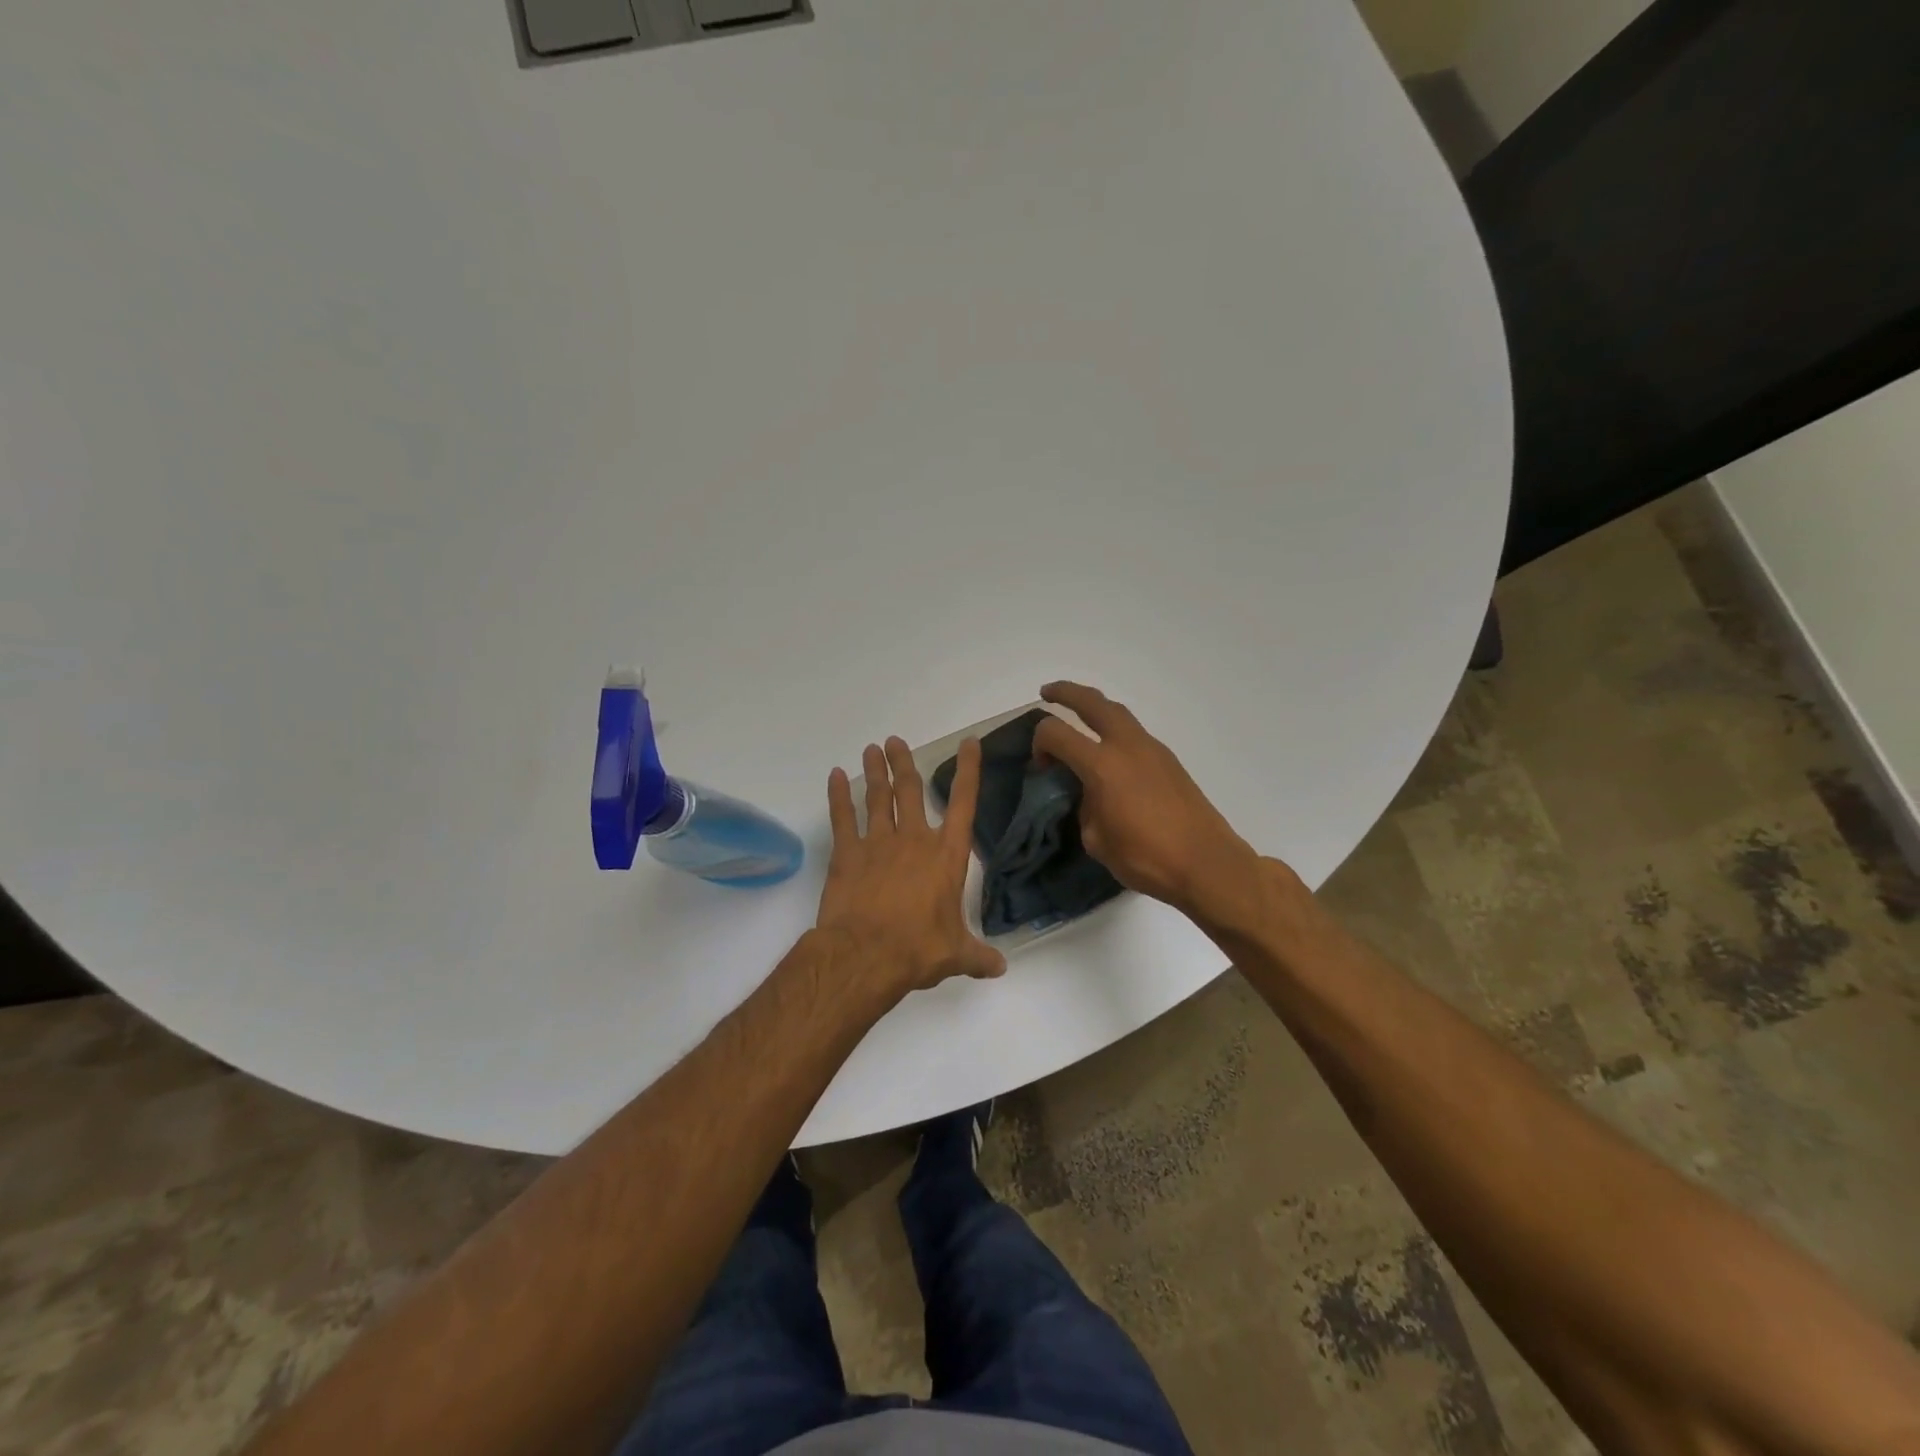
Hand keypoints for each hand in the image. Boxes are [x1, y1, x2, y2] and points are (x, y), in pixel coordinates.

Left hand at [817, 736, 1005, 998]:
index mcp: (946, 856)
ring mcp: (878, 842)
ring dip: (875, 772)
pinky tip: (836, 776)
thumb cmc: (918, 949)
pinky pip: (843, 817)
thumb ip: (978, 956)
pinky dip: (839, 795)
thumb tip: (1000, 968)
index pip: (963, 804)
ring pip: (878, 797)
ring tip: (872, 748)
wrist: (867, 954)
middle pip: (909, 790)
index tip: (969, 743)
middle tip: (895, 741)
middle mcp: (914, 840)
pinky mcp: (847, 853)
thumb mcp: (956, 954)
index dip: (968, 771)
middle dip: (904, 763)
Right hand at [1033, 681, 1268, 928]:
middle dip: (1066, 692)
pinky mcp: (1169, 760)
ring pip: (1118, 712)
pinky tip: (1110, 752)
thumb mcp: (1097, 840)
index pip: (1056, 733)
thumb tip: (1088, 795)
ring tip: (1079, 715)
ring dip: (1094, 707)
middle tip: (1048, 693)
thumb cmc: (1146, 857)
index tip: (1041, 766)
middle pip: (1092, 702)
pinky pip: (1134, 732)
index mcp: (1102, 765)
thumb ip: (1084, 808)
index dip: (1039, 743)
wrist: (1206, 863)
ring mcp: (1152, 749)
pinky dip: (1114, 729)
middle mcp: (1126, 746)